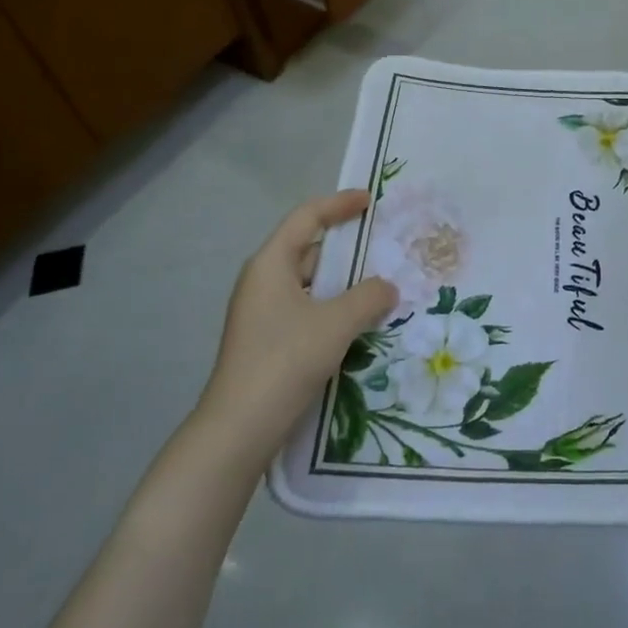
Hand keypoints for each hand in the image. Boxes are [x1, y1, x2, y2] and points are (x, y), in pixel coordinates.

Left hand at [198, 191, 397, 458]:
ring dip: (343, 284)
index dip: (339, 204)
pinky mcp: (268, 341)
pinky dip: (333, 308)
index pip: (306, 218)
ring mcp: (262, 313)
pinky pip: (307, 310)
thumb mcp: (336, 323)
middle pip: (309, 250)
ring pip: (310, 284)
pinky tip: (359, 324)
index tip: (369, 200)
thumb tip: (387, 286)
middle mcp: (262, 282)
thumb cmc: (285, 360)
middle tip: (385, 250)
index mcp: (270, 264)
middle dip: (347, 249)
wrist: (240, 427)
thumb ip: (369, 297)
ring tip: (380, 288)